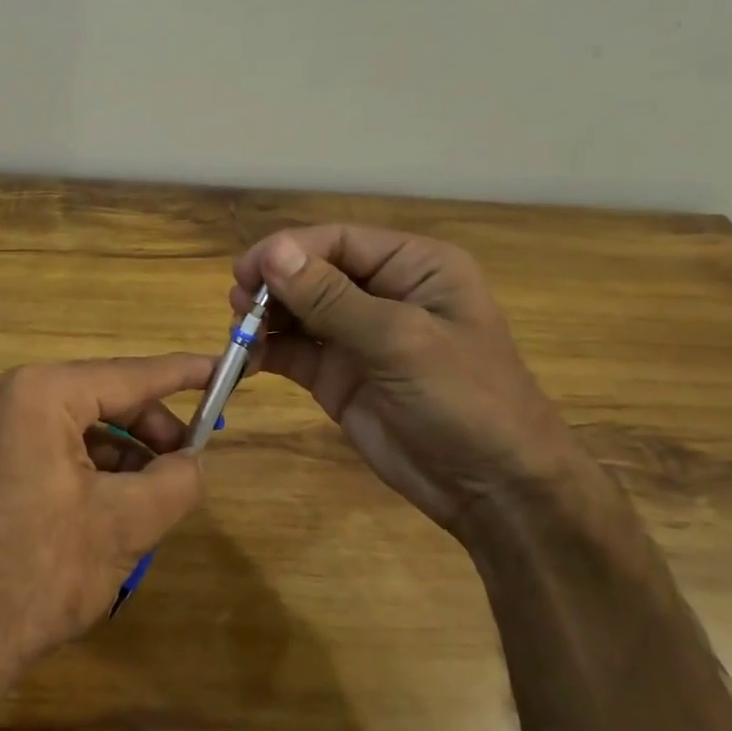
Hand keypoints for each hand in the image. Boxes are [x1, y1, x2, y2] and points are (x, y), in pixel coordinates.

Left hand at [0, 355, 210, 686]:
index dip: (181, 374)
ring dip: (118, 450)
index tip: (221, 368)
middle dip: (148, 427)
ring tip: (152, 491)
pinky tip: (110, 501)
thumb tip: (193, 461)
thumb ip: (177, 480)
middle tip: (185, 460)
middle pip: (98, 396)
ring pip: (72, 424)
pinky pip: (44, 444)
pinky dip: (84, 464)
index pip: (127, 375)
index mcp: (39, 394)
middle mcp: (4, 395)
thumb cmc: (41, 571)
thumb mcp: (127, 523)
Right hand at [232, 227, 585, 532]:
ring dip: (264, 318)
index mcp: (413, 267)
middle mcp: (382, 292)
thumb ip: (332, 297)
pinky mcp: (337, 374)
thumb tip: (272, 253)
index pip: (338, 241)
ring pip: (296, 311)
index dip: (288, 251)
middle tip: (238, 306)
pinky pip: (293, 352)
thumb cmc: (465, 400)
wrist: (493, 489)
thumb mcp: (400, 341)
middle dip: (273, 286)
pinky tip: (245, 361)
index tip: (245, 272)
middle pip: (311, 272)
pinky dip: (266, 352)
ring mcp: (357, 336)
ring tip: (238, 334)